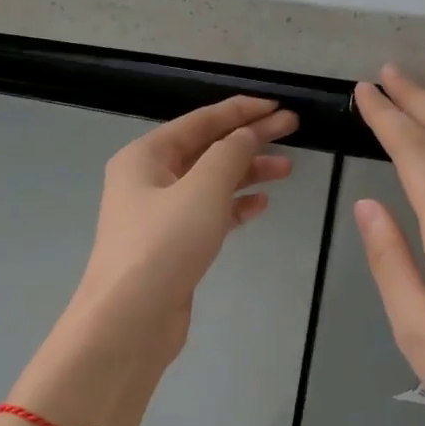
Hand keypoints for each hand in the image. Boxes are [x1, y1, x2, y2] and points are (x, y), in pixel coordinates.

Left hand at [62, 96, 296, 369]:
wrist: (130, 319)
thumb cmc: (163, 245)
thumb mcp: (202, 190)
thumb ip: (229, 155)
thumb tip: (246, 135)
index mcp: (145, 156)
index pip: (200, 121)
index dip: (241, 111)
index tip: (278, 105)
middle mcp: (148, 180)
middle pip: (206, 149)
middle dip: (249, 139)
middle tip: (294, 130)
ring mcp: (159, 215)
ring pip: (210, 183)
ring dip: (246, 174)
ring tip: (287, 169)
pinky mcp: (173, 246)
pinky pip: (208, 215)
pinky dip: (234, 207)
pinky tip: (261, 205)